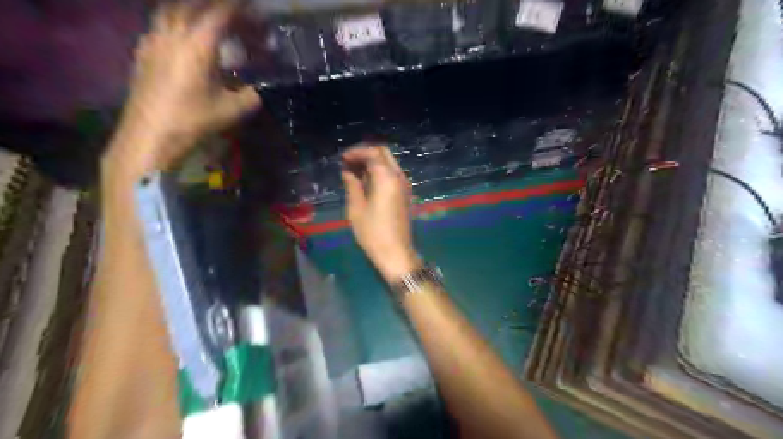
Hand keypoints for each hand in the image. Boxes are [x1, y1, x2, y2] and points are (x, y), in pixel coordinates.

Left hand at [104, 2, 259, 175]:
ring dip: (192, 9)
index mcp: (197, 45)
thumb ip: (251, 95)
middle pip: (193, 4)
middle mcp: (173, 34)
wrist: (151, 135)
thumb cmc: (194, 120)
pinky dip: (177, 22)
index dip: (238, 7)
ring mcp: (153, 40)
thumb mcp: (232, 110)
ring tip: (209, 19)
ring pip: (171, 10)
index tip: (252, 7)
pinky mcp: (143, 52)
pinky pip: (160, 24)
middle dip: (217, 6)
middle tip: (235, 14)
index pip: (220, 12)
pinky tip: (184, 38)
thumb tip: (257, 90)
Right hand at [339, 146, 418, 283]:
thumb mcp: (357, 209)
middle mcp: (399, 177)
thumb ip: (353, 185)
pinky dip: (380, 172)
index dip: (357, 152)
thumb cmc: (373, 233)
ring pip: (390, 163)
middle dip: (366, 153)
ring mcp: (405, 185)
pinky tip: (366, 182)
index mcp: (387, 178)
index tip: (343, 159)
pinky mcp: (406, 194)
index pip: (373, 153)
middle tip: (349, 162)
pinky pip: (393, 174)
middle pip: (384, 153)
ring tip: (355, 172)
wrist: (396, 253)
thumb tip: (348, 171)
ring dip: (373, 162)